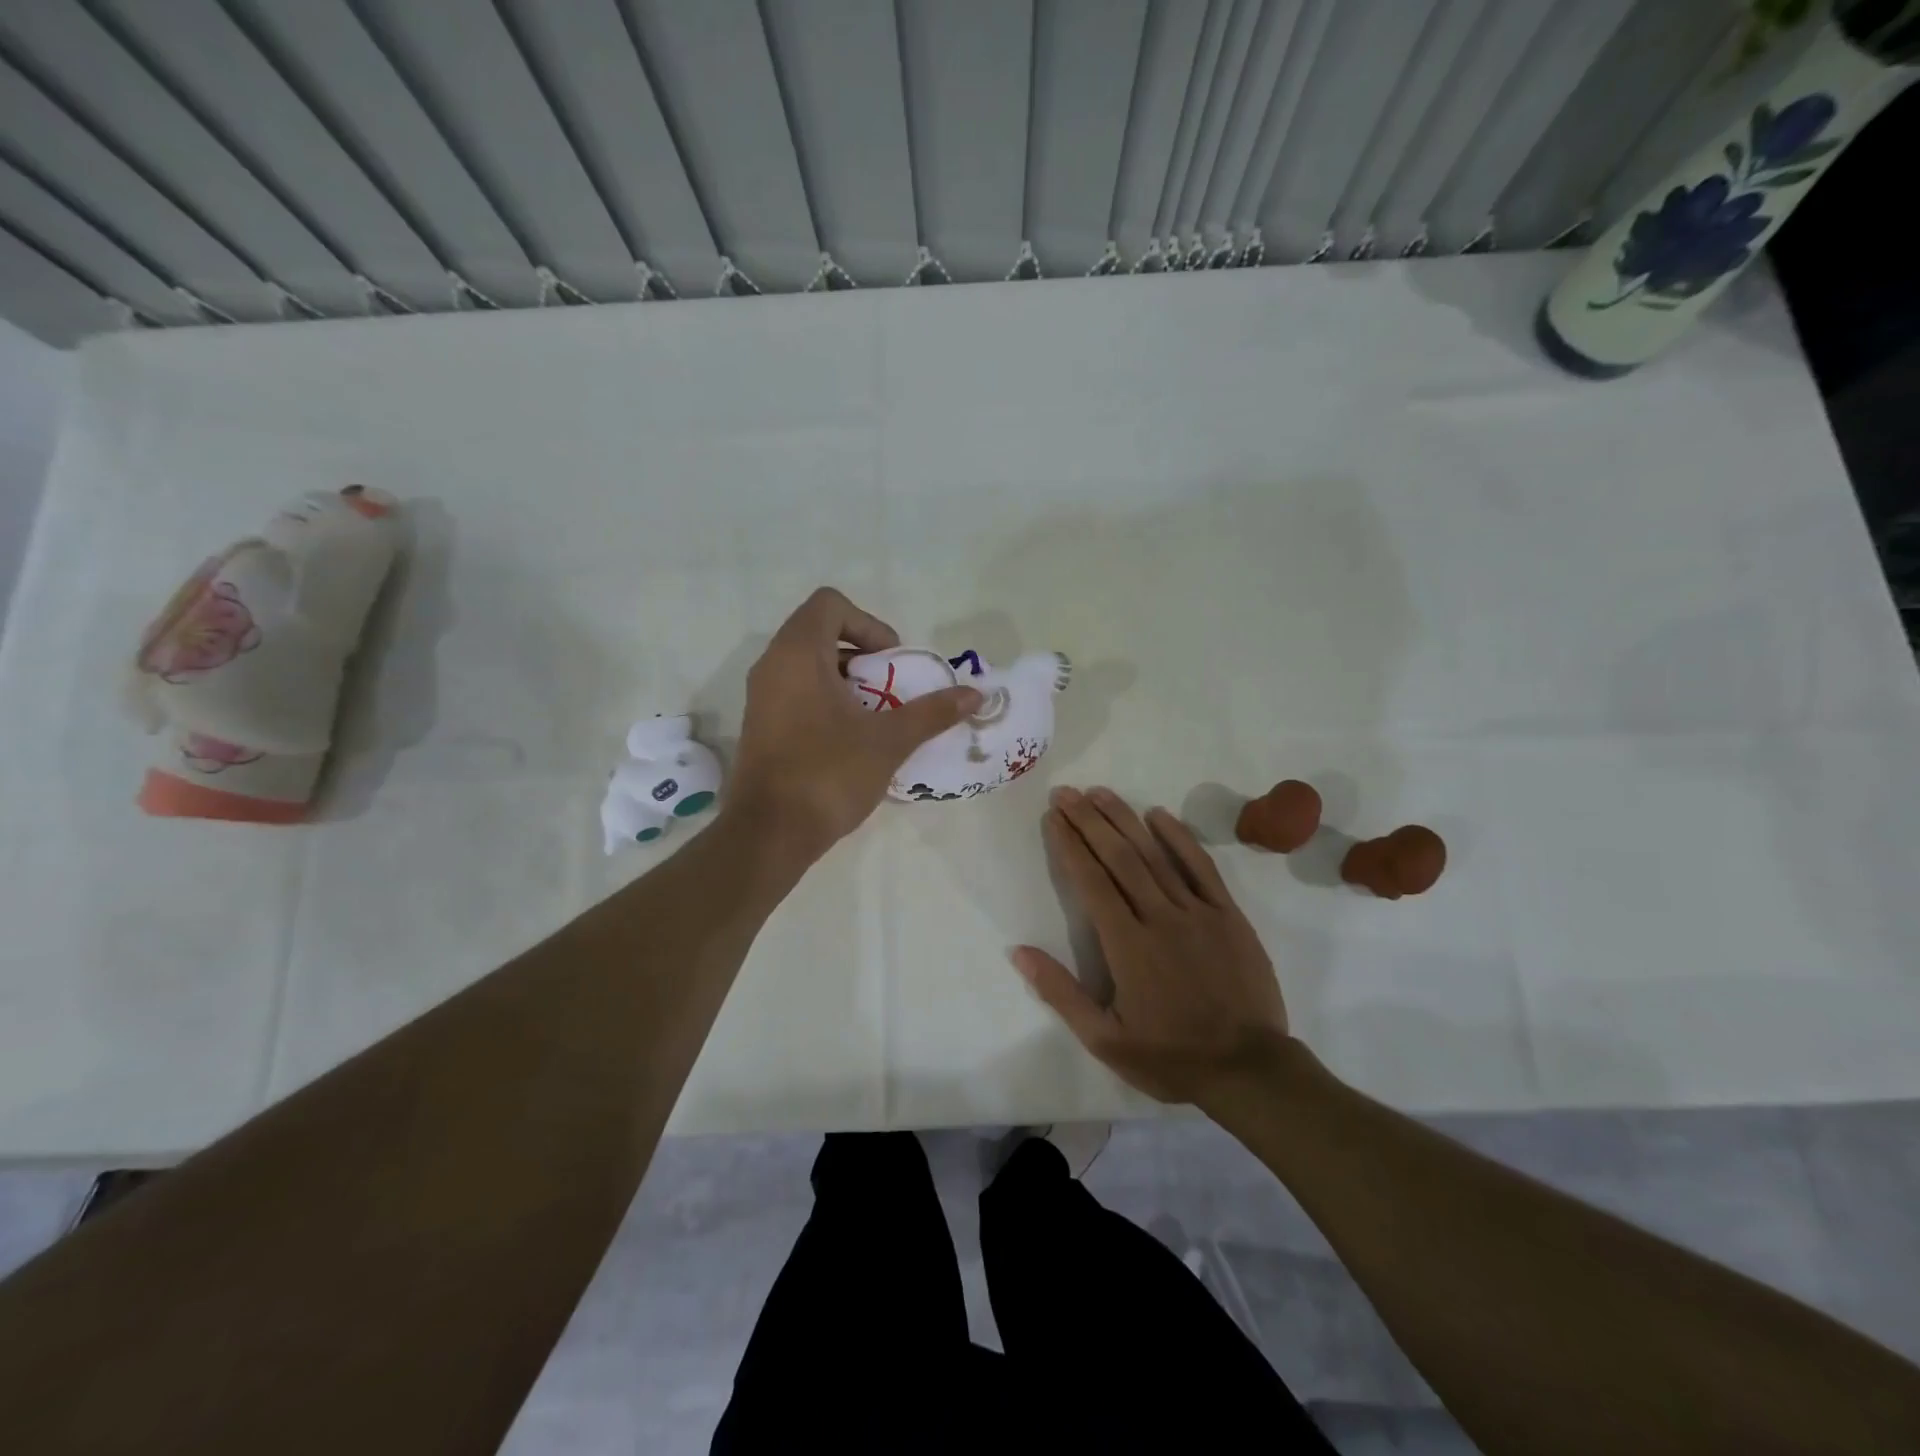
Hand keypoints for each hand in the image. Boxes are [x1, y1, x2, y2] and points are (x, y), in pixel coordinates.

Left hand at [724, 588, 980, 860]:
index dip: (869, 623)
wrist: (770, 834)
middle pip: (819, 631)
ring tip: (875, 713)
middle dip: (862, 653)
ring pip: (807, 664)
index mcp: (797, 654)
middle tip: (891, 687)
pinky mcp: (760, 724)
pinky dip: (826, 698)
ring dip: (846, 678)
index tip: (892, 660)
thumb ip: (932, 713)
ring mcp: (760, 696)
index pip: (830, 604)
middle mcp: (772, 665)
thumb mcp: (889, 741)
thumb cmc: (828, 774)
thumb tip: (975, 695)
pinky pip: (795, 690)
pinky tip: (850, 737)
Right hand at [1013, 786, 1291, 1107]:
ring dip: (1125, 820)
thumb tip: (1019, 951)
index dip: (1069, 845)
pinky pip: (1201, 867)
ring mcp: (1197, 912)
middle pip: (1119, 857)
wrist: (1248, 1070)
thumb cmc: (1170, 1056)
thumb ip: (1061, 992)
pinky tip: (1159, 815)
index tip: (1053, 817)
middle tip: (1067, 792)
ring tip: (1100, 793)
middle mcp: (1159, 917)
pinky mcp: (1228, 915)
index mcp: (1127, 945)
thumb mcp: (1104, 1038)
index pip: (1091, 881)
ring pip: (1155, 855)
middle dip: (1089, 821)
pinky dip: (1179, 838)